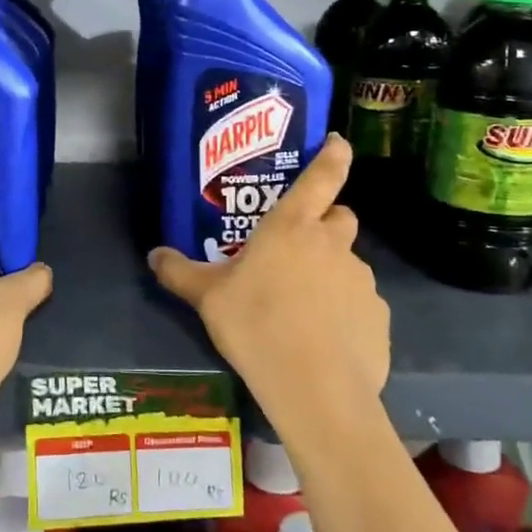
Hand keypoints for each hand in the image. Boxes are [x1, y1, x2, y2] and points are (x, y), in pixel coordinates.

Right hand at [148, 135, 388, 440]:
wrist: (314, 389)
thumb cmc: (256, 325)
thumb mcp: (208, 298)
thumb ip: (181, 272)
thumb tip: (154, 255)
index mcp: (292, 227)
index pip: (322, 176)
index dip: (333, 155)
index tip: (338, 142)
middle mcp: (332, 245)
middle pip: (340, 217)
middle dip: (326, 224)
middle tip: (299, 249)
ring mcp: (362, 281)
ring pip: (348, 264)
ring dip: (330, 273)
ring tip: (304, 308)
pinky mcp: (378, 318)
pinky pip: (360, 305)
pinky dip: (346, 313)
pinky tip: (324, 340)